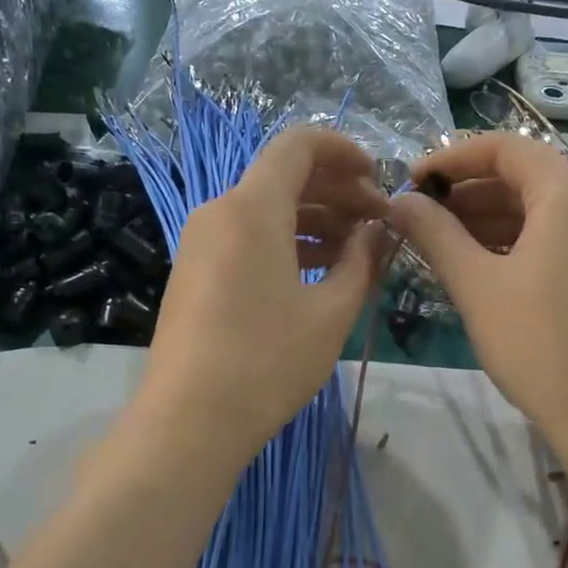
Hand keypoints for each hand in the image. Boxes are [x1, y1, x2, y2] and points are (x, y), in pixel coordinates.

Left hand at [135, 128, 387, 469]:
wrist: (189, 421)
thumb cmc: (267, 361)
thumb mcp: (331, 312)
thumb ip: (361, 262)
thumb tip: (377, 233)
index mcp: (252, 208)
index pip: (299, 146)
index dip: (344, 150)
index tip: (379, 178)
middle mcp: (220, 212)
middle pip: (284, 177)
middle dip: (337, 191)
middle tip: (378, 222)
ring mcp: (202, 243)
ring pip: (267, 210)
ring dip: (315, 220)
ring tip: (357, 251)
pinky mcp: (195, 273)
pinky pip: (248, 238)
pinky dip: (287, 242)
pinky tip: (318, 272)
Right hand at [389, 134, 567, 453]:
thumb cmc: (539, 344)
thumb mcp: (476, 285)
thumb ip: (435, 234)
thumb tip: (400, 201)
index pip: (503, 147)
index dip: (450, 158)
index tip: (410, 181)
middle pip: (525, 176)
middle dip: (469, 191)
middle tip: (421, 217)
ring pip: (542, 210)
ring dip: (491, 219)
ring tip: (443, 244)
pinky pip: (560, 238)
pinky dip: (519, 242)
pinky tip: (486, 268)